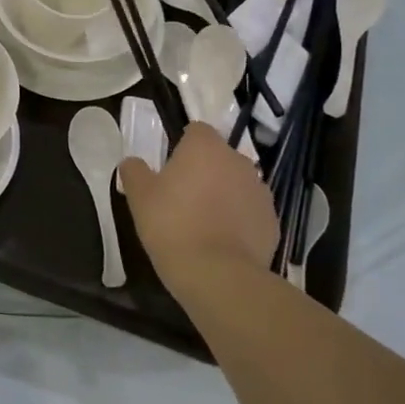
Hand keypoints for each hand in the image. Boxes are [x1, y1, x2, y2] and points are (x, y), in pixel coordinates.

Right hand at [122, 121, 278, 293]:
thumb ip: (134, 171)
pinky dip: (238, 218)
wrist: (217, 273)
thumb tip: (132, 162)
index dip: (182, 144)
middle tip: (182, 195)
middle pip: (219, 156)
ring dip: (223, 193)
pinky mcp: (272, 220)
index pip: (196, 130)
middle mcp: (238, 161)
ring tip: (202, 220)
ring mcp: (260, 191)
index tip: (169, 166)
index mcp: (205, 148)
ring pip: (236, 183)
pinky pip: (250, 211)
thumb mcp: (138, 196)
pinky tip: (220, 240)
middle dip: (204, 169)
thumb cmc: (171, 224)